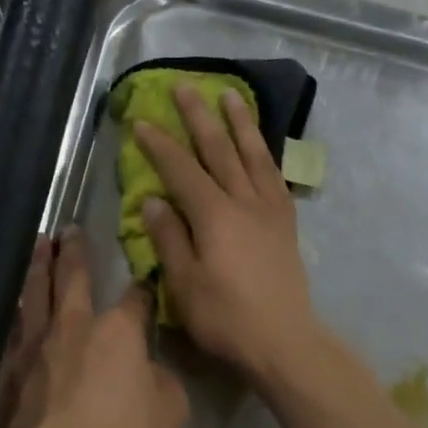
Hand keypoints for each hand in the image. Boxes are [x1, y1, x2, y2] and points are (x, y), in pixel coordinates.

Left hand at [0, 229, 187, 427]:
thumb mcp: (170, 411)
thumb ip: (161, 381)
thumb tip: (148, 371)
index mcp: (117, 331)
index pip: (134, 297)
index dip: (142, 285)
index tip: (143, 276)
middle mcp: (72, 327)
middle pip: (71, 277)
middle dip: (73, 251)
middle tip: (67, 228)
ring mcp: (34, 348)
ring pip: (33, 296)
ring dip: (36, 268)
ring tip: (36, 248)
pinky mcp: (7, 374)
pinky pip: (12, 333)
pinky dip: (16, 314)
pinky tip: (14, 311)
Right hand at [135, 85, 321, 384]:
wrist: (284, 340)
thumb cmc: (226, 318)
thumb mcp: (184, 284)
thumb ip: (168, 238)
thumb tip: (152, 200)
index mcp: (214, 216)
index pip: (181, 170)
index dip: (160, 145)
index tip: (142, 121)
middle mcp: (243, 202)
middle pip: (219, 150)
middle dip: (199, 117)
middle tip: (186, 86)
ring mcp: (270, 210)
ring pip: (253, 155)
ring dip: (240, 123)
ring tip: (231, 95)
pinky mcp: (286, 224)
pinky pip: (275, 177)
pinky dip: (266, 154)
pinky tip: (260, 147)